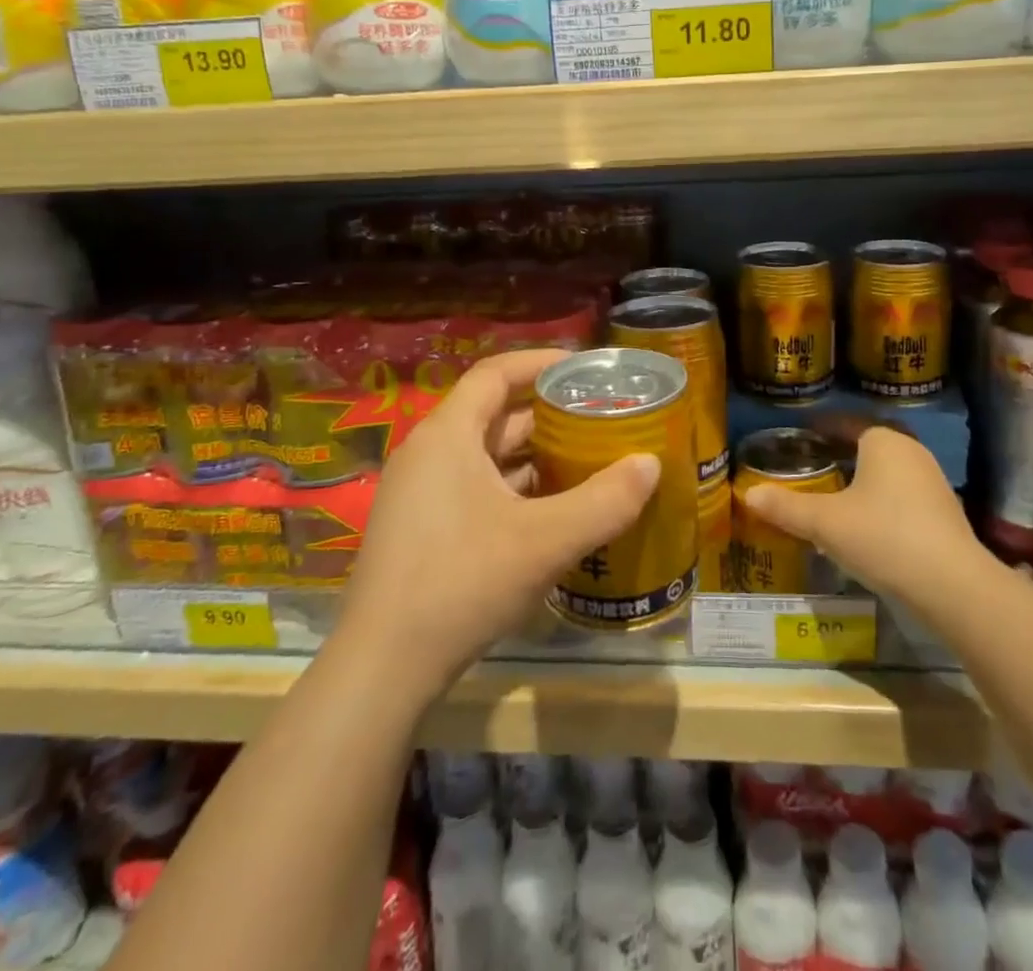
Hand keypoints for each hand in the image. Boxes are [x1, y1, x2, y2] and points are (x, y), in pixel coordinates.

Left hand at [336, 349, 660, 697]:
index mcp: (448, 435)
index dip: (540, 363)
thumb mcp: (545, 540)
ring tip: (587, 461)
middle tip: (599, 419)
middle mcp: (428, 454)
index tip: (584, 368)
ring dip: (534, 456)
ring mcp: (420, 495)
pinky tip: (552, 512)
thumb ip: (605, 501)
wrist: (382, 668)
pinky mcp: (420, 531)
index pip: (495, 374)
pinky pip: (475, 489)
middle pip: (493, 415)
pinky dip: (514, 490)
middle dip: (548, 415)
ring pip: (486, 457)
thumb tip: (650, 464)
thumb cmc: (462, 582)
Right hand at [741, 424, 987, 618]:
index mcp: (883, 440)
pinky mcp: (944, 513)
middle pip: (869, 444)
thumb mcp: (824, 522)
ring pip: (888, 470)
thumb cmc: (883, 536)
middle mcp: (911, 451)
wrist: (953, 586)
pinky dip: (882, 500)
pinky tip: (866, 523)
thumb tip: (747, 494)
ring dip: (863, 477)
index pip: (846, 422)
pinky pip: (903, 494)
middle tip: (812, 463)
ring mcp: (933, 481)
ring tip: (834, 493)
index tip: (799, 435)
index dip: (820, 427)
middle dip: (842, 452)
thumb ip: (785, 507)